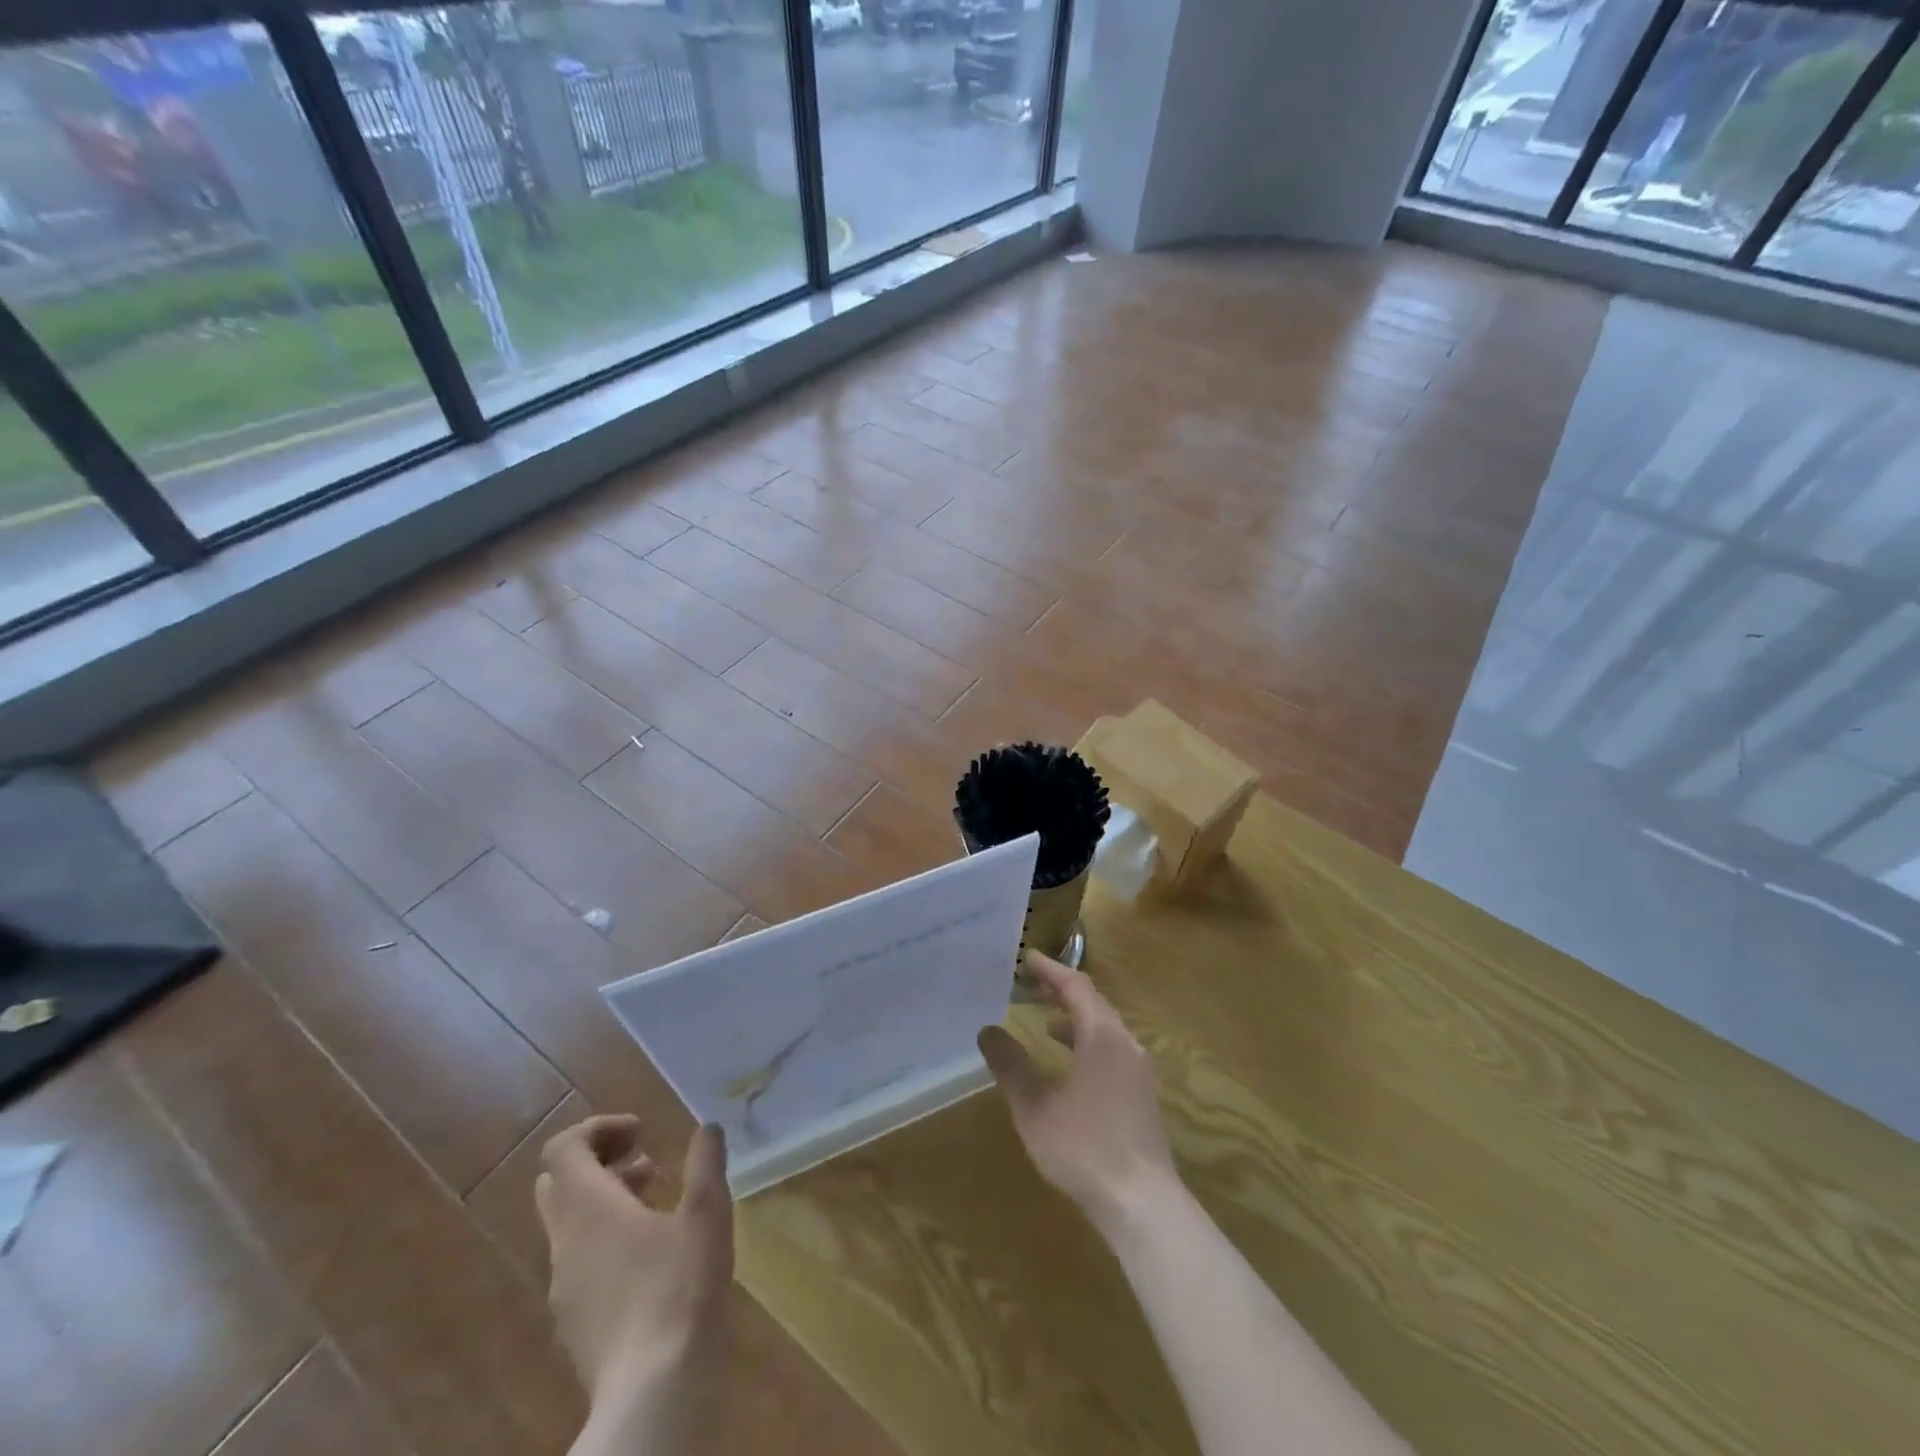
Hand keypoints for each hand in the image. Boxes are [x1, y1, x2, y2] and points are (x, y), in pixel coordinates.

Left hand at [536, 1116, 731, 1422]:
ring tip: (658, 1204)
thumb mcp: (706, 1212)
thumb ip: (705, 1162)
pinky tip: (651, 1256)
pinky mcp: (574, 1322)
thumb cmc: (680, 1288)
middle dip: (600, 1162)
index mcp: (588, 1209)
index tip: (641, 1132)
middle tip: (646, 1163)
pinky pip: (579, 1261)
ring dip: (607, 1200)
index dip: (598, 1128)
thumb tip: (707, 1126)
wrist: (653, 1393)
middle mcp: (564, 1243)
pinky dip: (606, 1238)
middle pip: (559, 1184)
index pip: (562, 1149)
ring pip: (570, 1224)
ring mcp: (563, 1287)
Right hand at [978, 953, 1175, 1233]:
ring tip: (1046, 1021)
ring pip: (1106, 1030)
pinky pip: (1113, 1051)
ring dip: (1076, 1019)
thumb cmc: (1084, 1148)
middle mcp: (1126, 1044)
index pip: (1076, 987)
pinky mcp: (1142, 1095)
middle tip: (1033, 985)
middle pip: (1094, 1004)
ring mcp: (1139, 1071)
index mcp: (1102, 1036)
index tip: (1028, 958)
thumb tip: (987, 1031)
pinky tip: (1070, 1066)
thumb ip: (1011, 1066)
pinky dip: (1088, 1044)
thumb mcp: (1035, 1107)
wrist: (1142, 1203)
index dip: (1051, 970)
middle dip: (1063, 992)